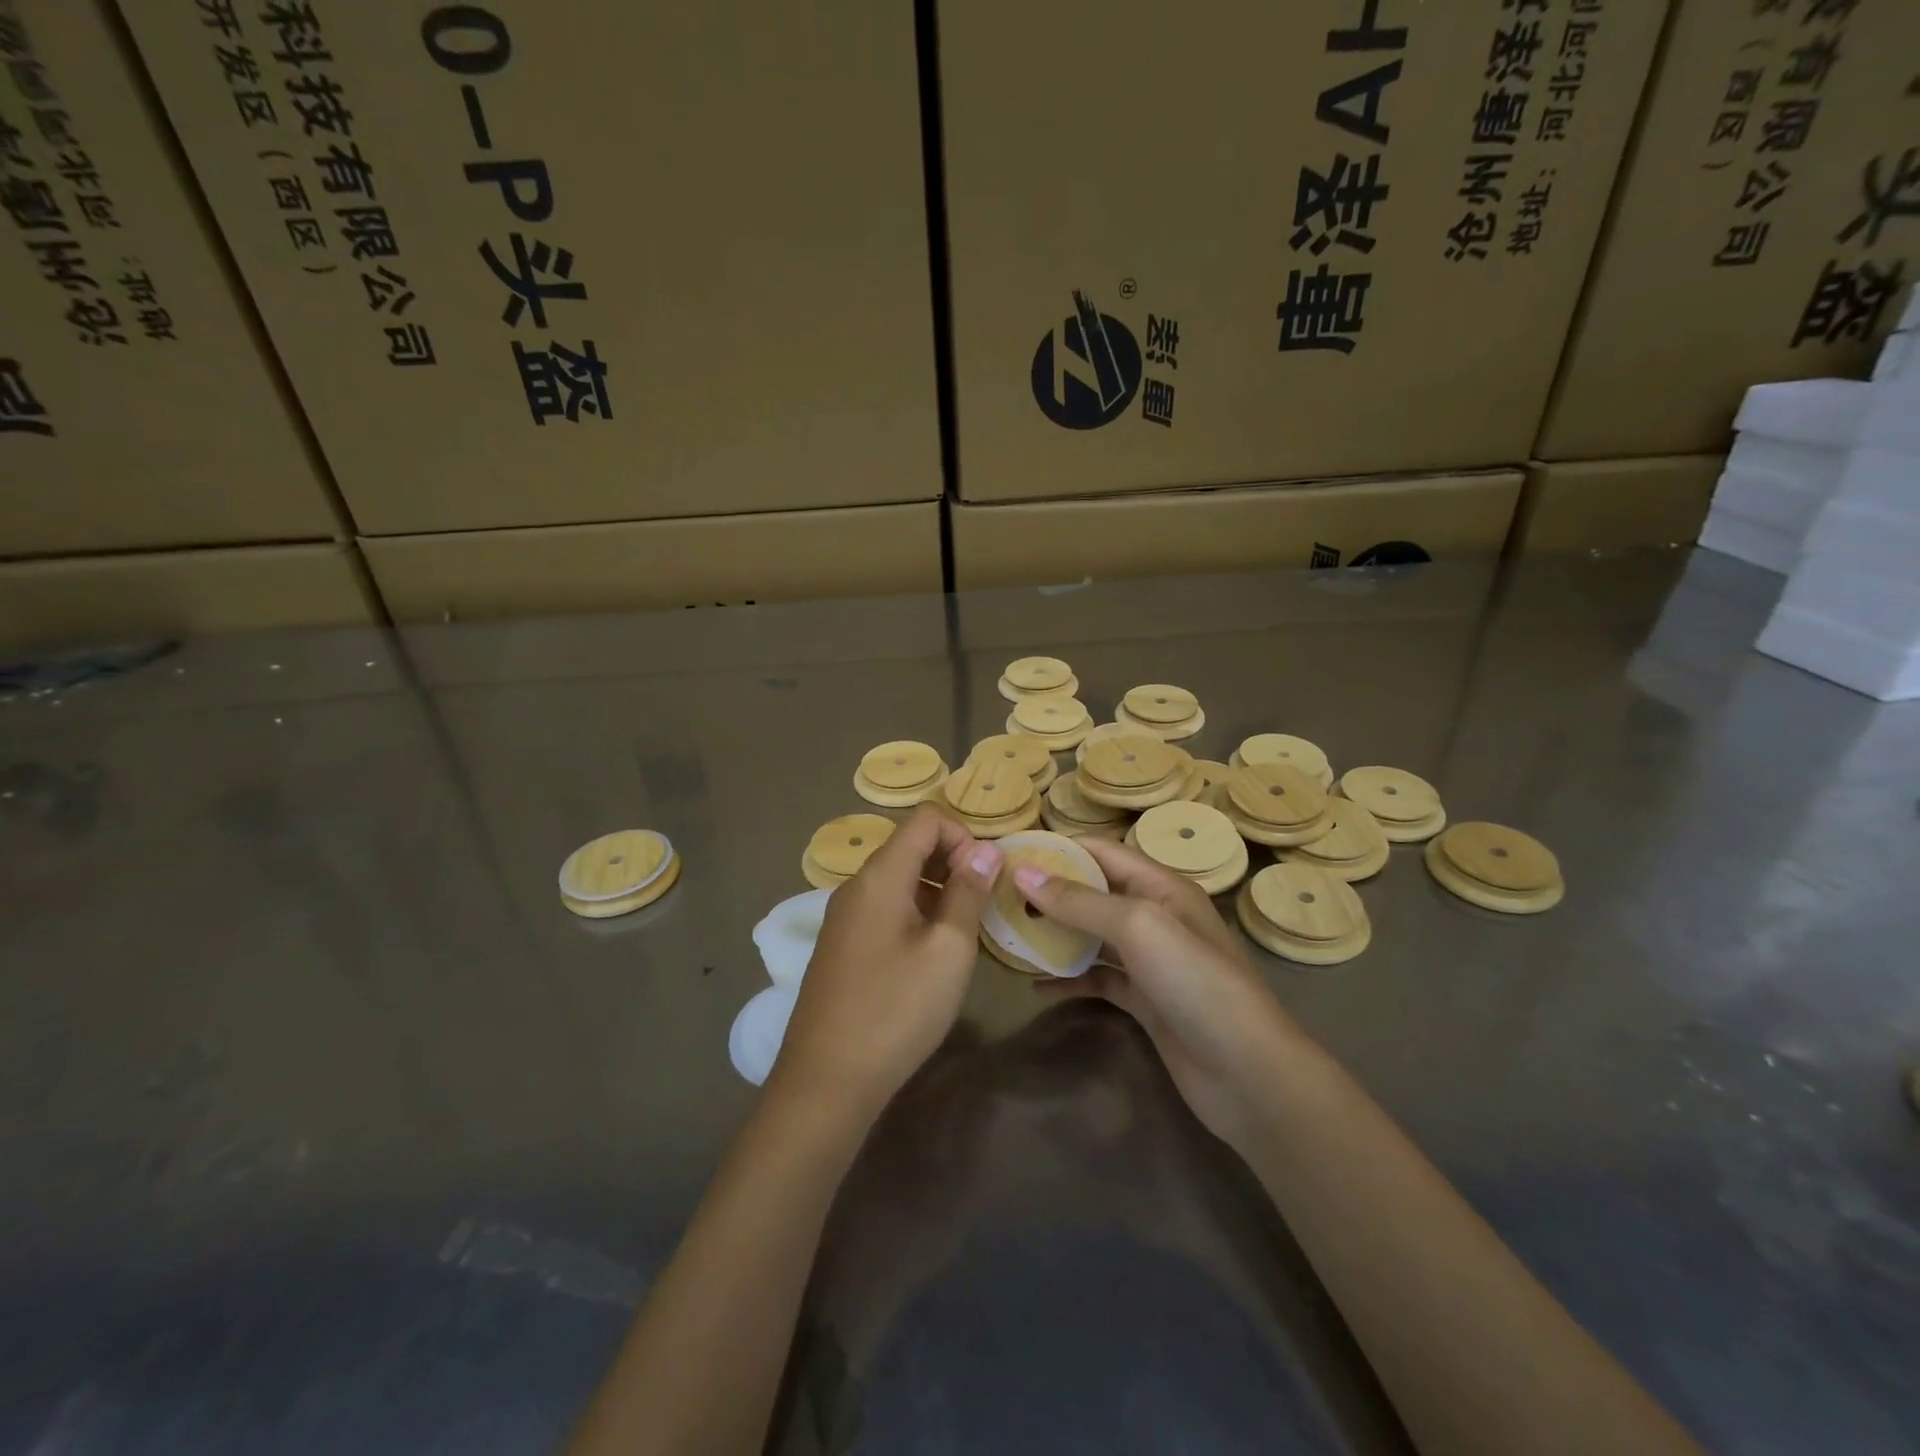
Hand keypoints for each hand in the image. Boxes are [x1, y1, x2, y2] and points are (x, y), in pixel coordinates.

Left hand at [772, 805, 1001, 1122]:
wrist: (827, 1081)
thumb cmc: (896, 1010)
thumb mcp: (948, 950)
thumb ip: (969, 893)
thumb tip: (987, 851)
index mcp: (880, 875)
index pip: (926, 819)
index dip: (964, 835)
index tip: (986, 877)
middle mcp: (856, 885)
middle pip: (910, 845)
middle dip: (953, 862)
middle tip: (983, 905)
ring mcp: (844, 916)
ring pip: (898, 878)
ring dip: (937, 890)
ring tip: (964, 932)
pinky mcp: (842, 945)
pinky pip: (884, 907)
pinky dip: (916, 912)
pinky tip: (932, 954)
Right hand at [1013, 840, 1297, 1149]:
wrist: (1247, 1074)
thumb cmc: (1195, 983)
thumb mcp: (1138, 927)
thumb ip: (1080, 901)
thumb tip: (1023, 873)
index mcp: (1162, 886)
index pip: (1101, 852)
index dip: (1057, 849)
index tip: (1009, 853)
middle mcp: (1156, 916)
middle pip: (1094, 893)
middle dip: (1049, 892)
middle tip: (998, 897)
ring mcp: (1151, 961)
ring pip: (1092, 937)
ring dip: (1055, 935)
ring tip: (1009, 935)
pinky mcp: (1145, 1001)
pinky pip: (1098, 979)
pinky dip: (1070, 979)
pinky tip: (1036, 986)